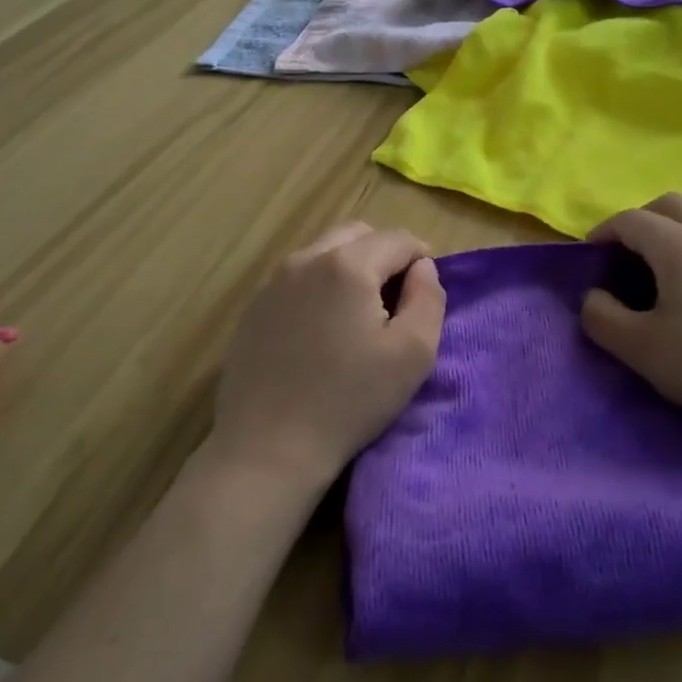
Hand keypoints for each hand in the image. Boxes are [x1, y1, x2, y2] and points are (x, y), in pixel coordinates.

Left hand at [211, 222, 444, 491]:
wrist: (269, 447)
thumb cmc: (351, 400)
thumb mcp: (414, 353)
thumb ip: (429, 298)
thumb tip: (423, 267)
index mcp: (347, 265)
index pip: (397, 239)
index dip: (421, 257)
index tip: (427, 288)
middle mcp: (305, 260)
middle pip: (356, 235)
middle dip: (384, 254)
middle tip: (396, 297)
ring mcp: (272, 283)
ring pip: (323, 253)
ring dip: (350, 268)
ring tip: (360, 313)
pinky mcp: (252, 308)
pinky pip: (296, 279)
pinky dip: (319, 287)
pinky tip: (323, 330)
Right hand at [581, 194, 681, 452]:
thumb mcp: (640, 350)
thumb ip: (602, 319)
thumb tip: (594, 297)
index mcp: (679, 246)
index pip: (631, 220)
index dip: (603, 232)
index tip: (589, 255)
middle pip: (670, 204)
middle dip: (640, 220)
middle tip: (625, 254)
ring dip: (680, 225)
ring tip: (669, 260)